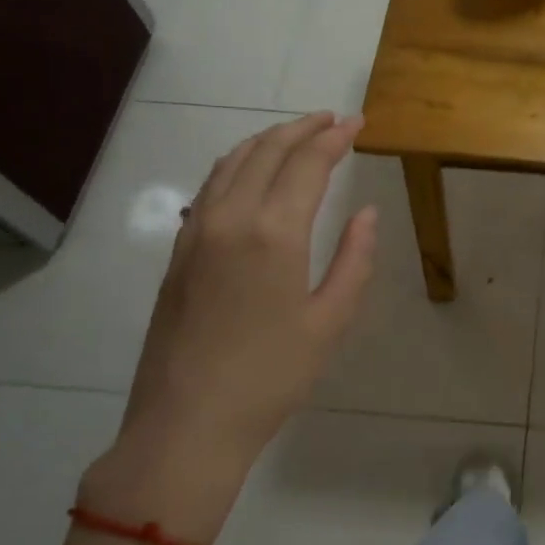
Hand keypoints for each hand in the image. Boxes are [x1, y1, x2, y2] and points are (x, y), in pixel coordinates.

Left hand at [82, 113, 377, 544]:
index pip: (307, 164)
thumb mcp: (331, 321)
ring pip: (231, 163)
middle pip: (266, 151)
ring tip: (295, 135)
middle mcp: (230, 218)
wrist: (186, 424)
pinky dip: (236, 165)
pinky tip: (249, 173)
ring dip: (266, 141)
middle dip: (302, 129)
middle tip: (332, 120)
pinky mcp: (178, 253)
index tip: (356, 123)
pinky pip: (209, 187)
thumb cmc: (271, 377)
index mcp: (274, 233)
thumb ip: (354, 259)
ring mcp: (196, 233)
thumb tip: (366, 213)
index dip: (334, 138)